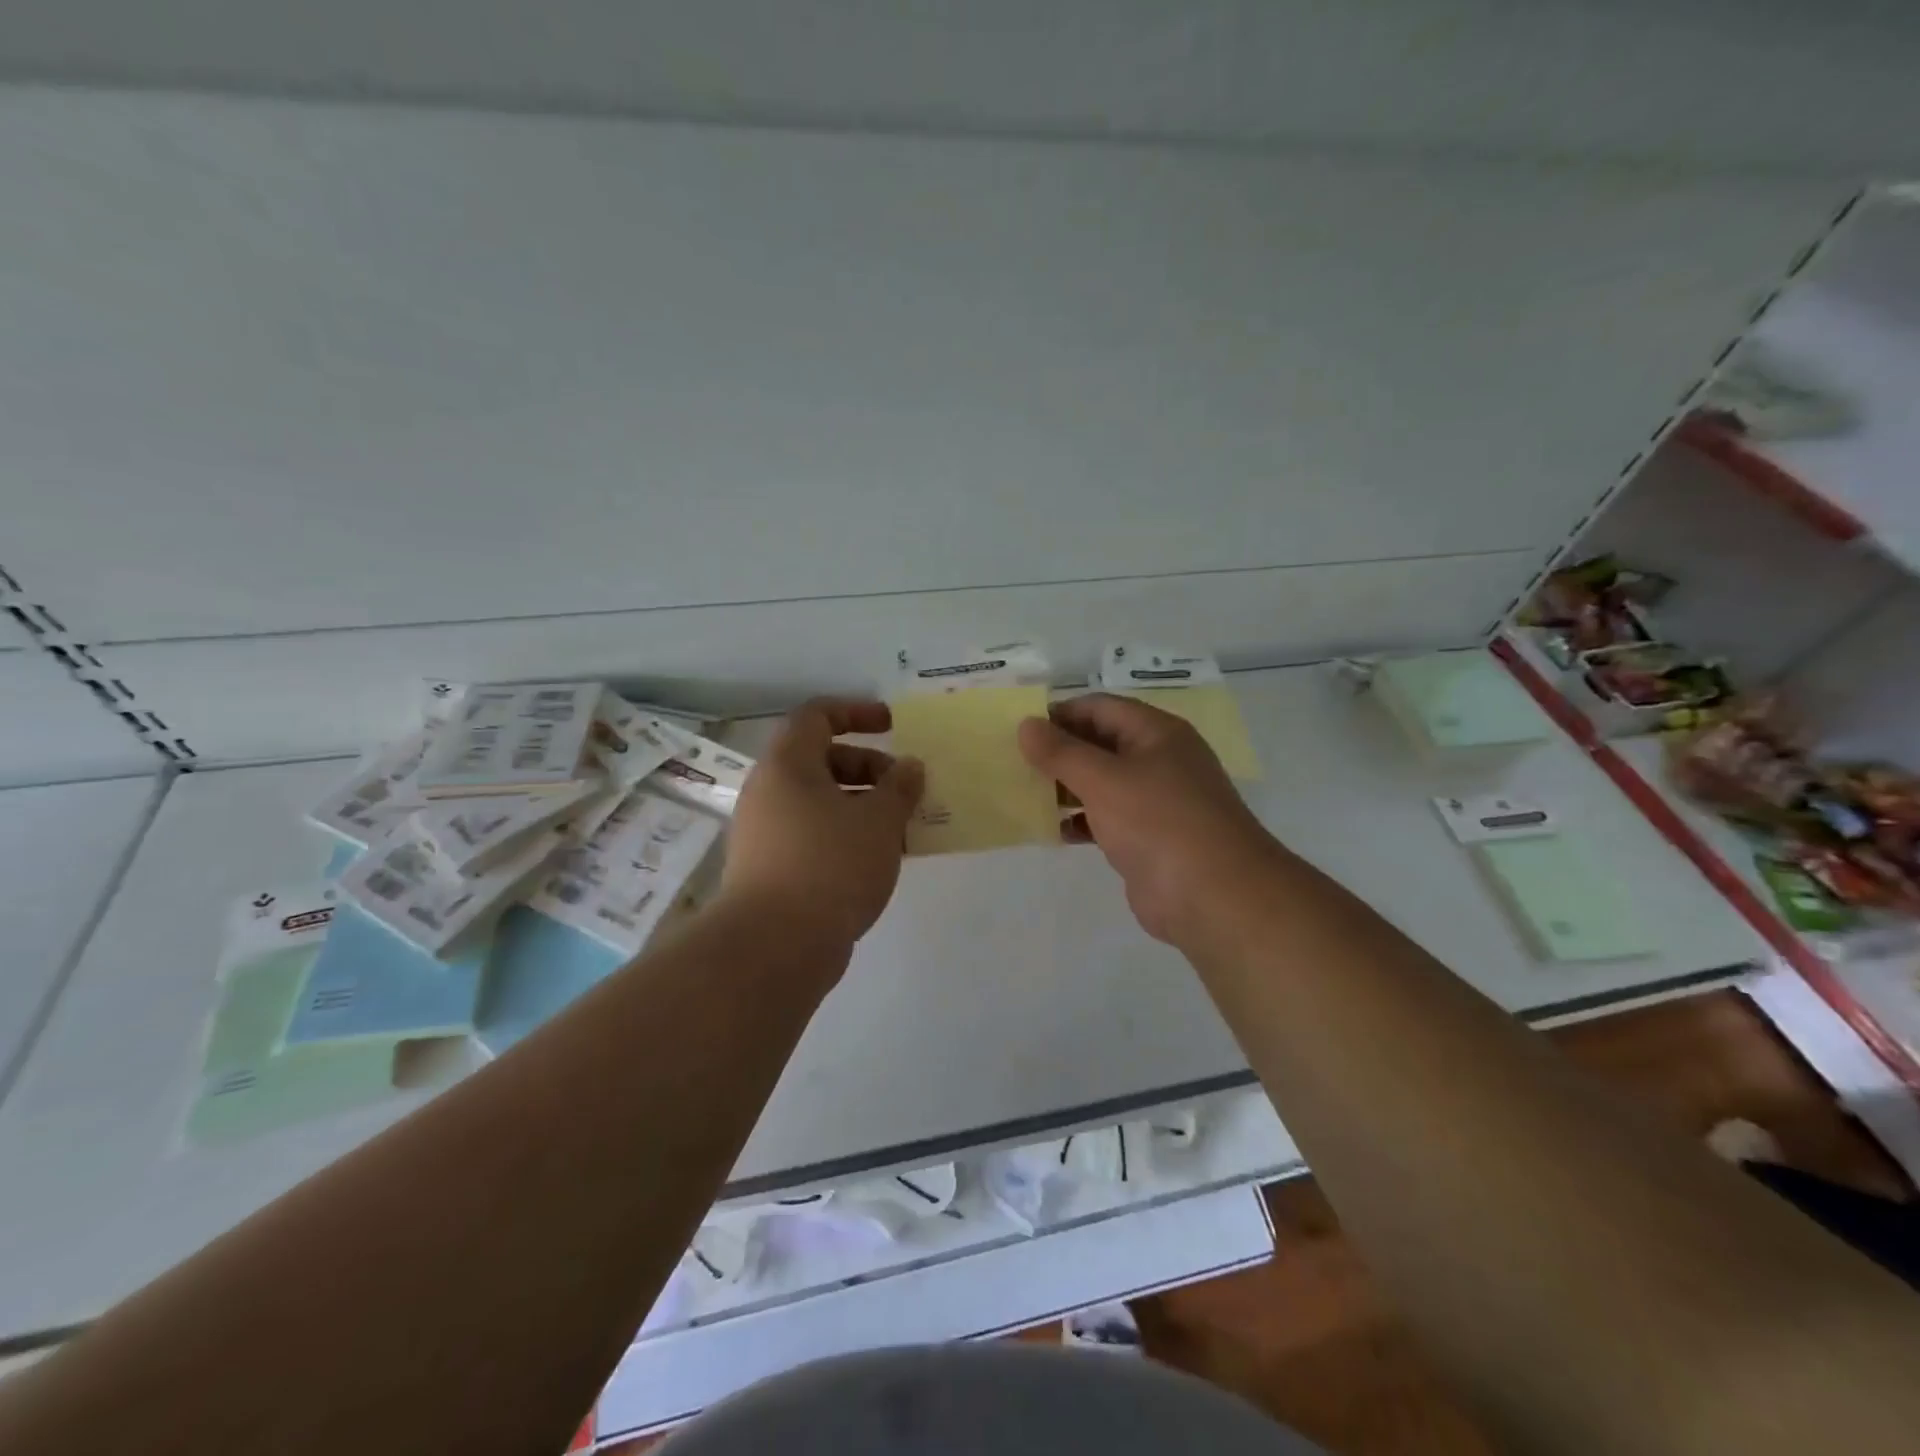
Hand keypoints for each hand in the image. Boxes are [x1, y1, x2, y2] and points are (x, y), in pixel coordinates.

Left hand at [721, 699, 924, 951]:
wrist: (774, 946)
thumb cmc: (830, 865)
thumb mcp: (879, 820)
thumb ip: (899, 787)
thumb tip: (910, 766)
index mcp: (788, 764)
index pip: (817, 715)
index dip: (856, 712)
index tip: (893, 725)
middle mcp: (769, 791)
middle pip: (821, 760)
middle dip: (868, 767)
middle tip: (904, 790)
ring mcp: (765, 832)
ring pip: (820, 802)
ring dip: (862, 806)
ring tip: (900, 829)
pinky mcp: (770, 868)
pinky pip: (813, 834)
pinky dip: (845, 835)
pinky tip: (877, 860)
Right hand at [1018, 693, 1281, 945]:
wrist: (1213, 897)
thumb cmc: (1158, 822)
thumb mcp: (1103, 779)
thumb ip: (1061, 752)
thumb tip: (1026, 725)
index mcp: (1157, 733)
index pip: (1100, 708)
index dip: (1059, 713)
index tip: (1019, 729)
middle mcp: (1159, 760)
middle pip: (1100, 744)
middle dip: (1058, 752)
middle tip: (1012, 762)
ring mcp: (1156, 802)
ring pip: (1102, 783)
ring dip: (1065, 787)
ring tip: (1023, 793)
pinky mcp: (1148, 839)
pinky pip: (1106, 819)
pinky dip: (1079, 821)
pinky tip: (1051, 830)